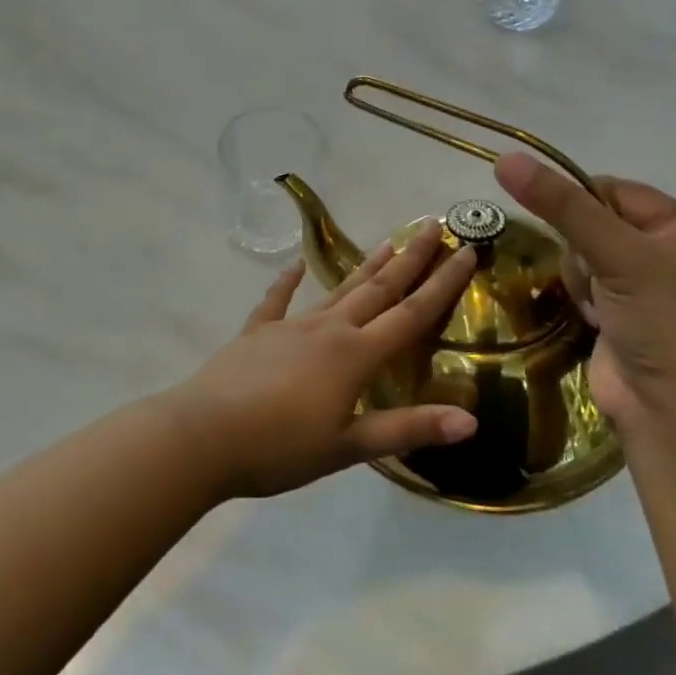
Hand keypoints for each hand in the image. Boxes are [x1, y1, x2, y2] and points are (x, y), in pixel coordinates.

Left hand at [166, 234, 479, 498]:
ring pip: (336, 289)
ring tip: (388, 240)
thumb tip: (470, 420)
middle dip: (409, 259)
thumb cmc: (280, 447)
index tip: (466, 252)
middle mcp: (327, 330)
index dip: (442, 285)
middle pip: (377, 289)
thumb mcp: (348, 447)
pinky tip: (295, 263)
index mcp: (355, 356)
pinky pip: (277, 300)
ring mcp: (289, 326)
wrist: (204, 435)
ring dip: (364, 266)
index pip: (411, 315)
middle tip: (433, 226)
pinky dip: (287, 281)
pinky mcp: (256, 333)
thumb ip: (406, 429)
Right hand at [493, 153, 675, 434]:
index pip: (607, 188)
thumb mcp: (615, 254)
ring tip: (598, 307)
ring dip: (579, 278)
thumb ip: (560, 206)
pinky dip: (579, 298)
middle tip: (598, 280)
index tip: (570, 234)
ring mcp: (640, 283)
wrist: (674, 413)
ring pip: (578, 254)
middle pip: (588, 222)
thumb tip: (505, 159)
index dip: (578, 205)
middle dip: (580, 250)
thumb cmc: (661, 323)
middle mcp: (663, 248)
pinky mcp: (618, 312)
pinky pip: (580, 284)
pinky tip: (594, 320)